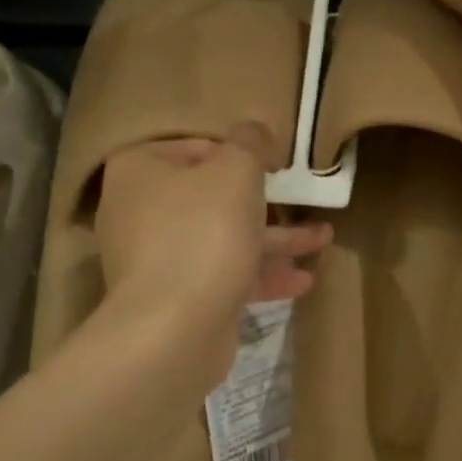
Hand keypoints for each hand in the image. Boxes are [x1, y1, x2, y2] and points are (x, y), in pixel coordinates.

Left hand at [95, 124, 331, 385]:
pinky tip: (302, 281)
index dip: (238, 152)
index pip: (194, 147)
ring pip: (222, 238)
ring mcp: (155, 259)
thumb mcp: (236, 171)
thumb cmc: (203, 233)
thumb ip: (249, 142)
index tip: (274, 164)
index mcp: (139, 171)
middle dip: (263, 201)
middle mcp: (139, 211)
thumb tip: (254, 132)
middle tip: (300, 198)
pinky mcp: (176, 298)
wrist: (174, 328)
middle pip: (210, 196)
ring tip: (322, 238)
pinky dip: (259, 275)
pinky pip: (222, 275)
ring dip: (273, 240)